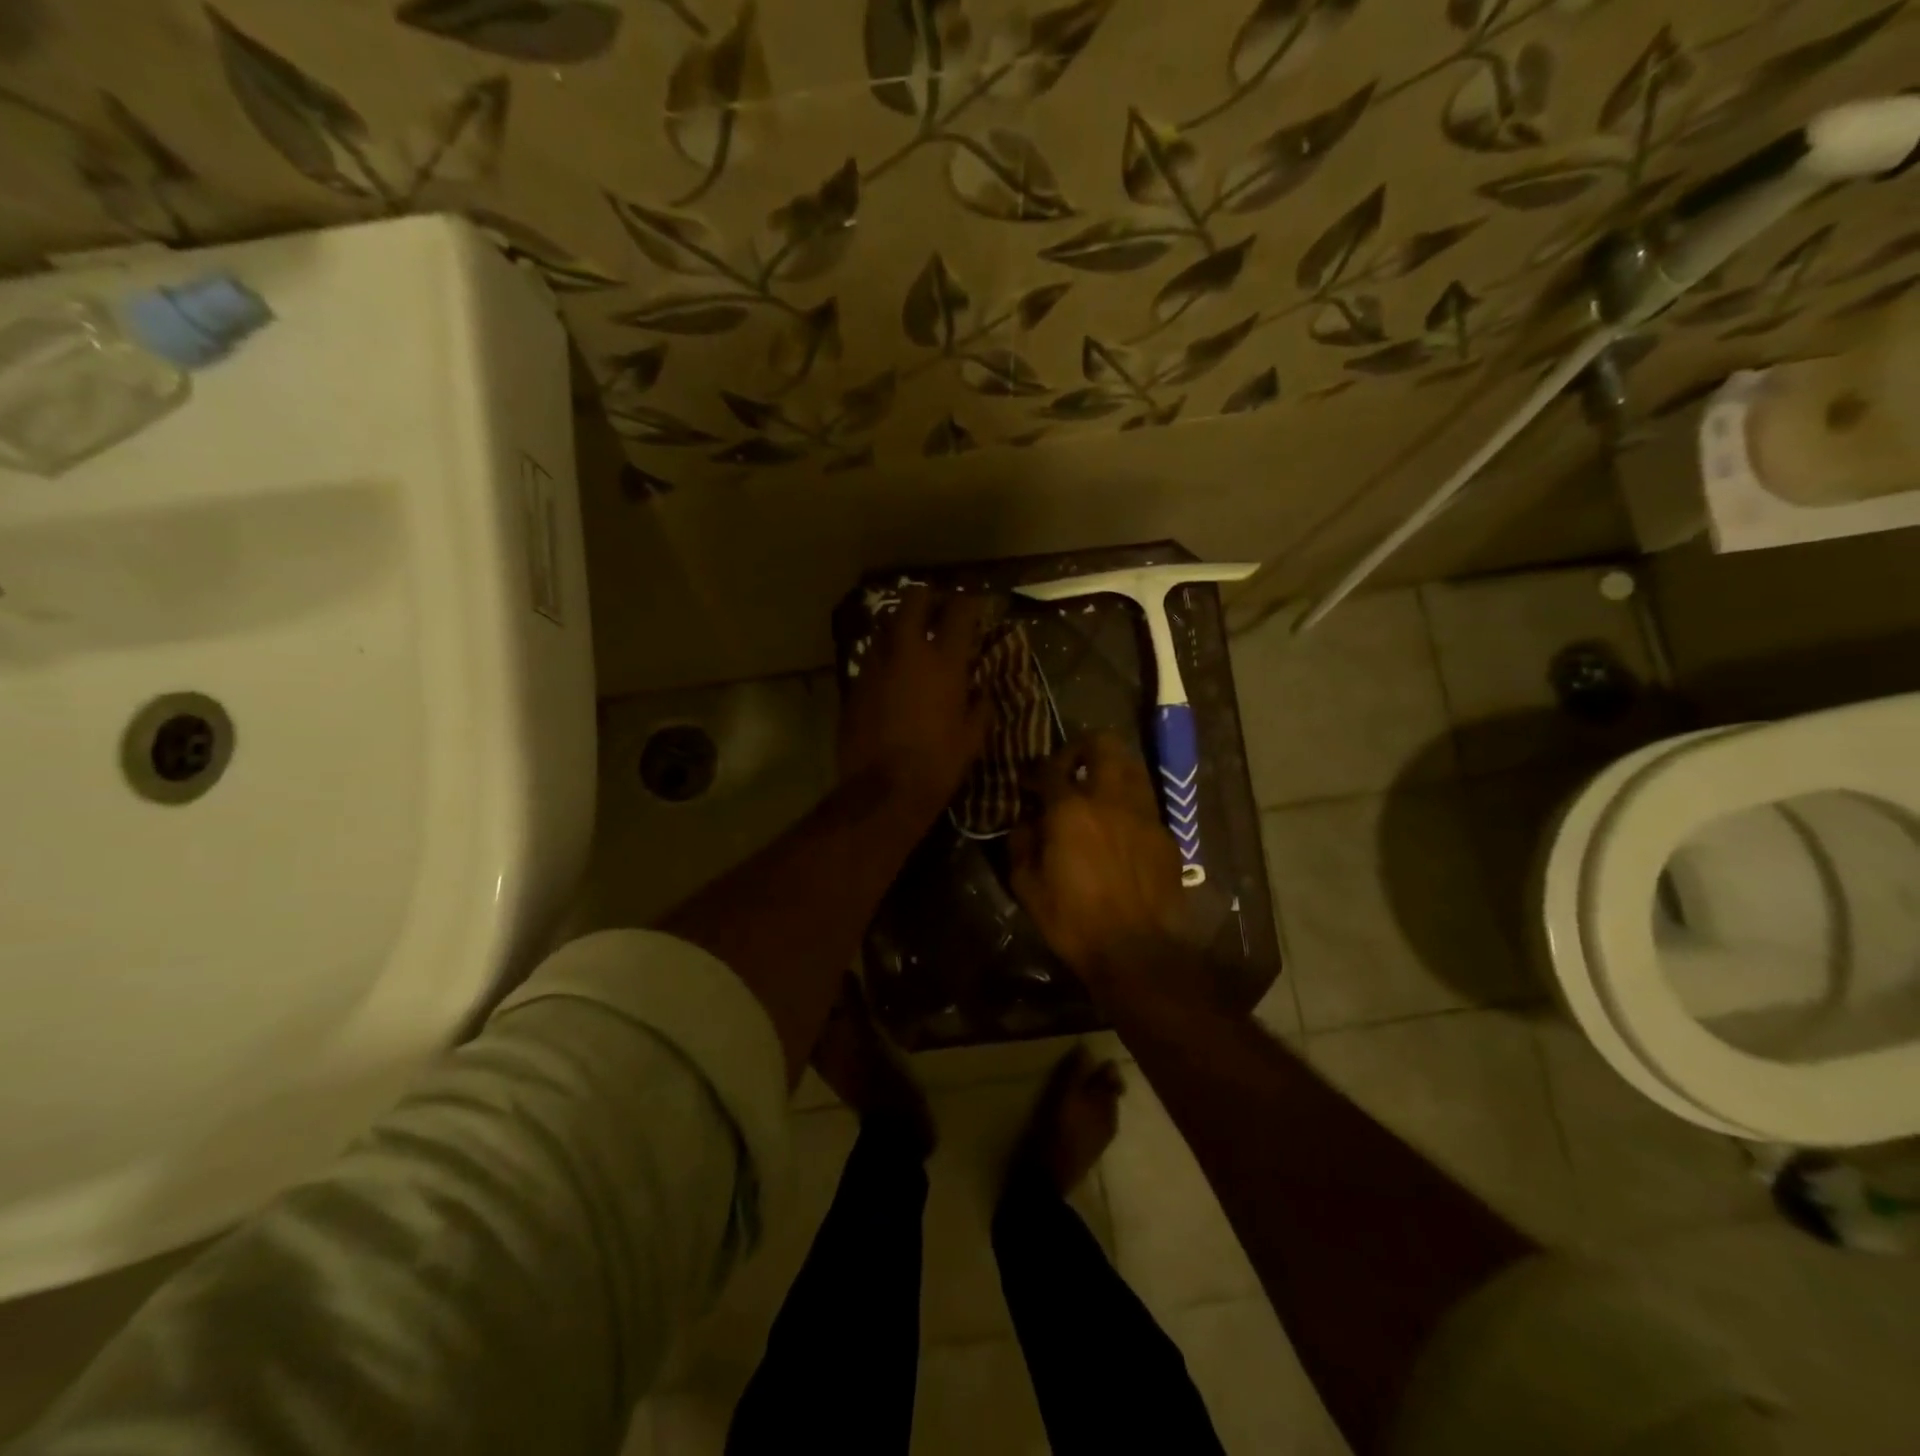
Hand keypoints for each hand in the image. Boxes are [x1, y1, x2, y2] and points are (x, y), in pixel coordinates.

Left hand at [838, 585, 988, 822]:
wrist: (883, 791)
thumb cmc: (938, 765)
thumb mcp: (972, 737)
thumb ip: (979, 705)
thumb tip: (981, 689)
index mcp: (944, 662)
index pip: (960, 611)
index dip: (970, 602)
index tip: (976, 605)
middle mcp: (907, 652)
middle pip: (914, 600)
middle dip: (928, 597)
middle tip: (938, 609)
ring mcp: (875, 665)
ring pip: (886, 625)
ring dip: (902, 625)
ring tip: (913, 639)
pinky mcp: (854, 683)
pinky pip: (872, 656)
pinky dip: (885, 656)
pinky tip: (893, 673)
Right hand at [1009, 733, 1192, 986]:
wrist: (1138, 951)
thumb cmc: (1073, 920)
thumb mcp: (1027, 886)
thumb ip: (1022, 843)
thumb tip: (1027, 821)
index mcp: (1070, 809)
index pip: (1051, 766)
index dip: (1037, 769)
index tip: (1030, 783)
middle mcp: (1110, 799)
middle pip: (1104, 744)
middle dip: (1083, 746)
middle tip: (1071, 767)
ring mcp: (1144, 814)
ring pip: (1132, 766)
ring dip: (1112, 768)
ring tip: (1098, 790)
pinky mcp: (1166, 835)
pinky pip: (1145, 802)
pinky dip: (1129, 803)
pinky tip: (1120, 828)